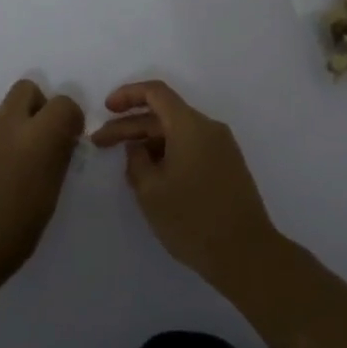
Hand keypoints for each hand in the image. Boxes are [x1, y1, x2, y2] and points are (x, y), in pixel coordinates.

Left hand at [0, 80, 84, 295]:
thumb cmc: (14, 234)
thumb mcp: (49, 197)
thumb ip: (57, 159)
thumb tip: (62, 140)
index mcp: (37, 139)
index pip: (63, 103)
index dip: (70, 118)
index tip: (69, 138)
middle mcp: (6, 126)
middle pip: (26, 89)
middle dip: (39, 107)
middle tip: (40, 139)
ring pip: (3, 110)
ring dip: (14, 125)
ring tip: (12, 163)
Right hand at [91, 80, 281, 288]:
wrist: (246, 254)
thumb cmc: (192, 218)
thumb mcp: (150, 190)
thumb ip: (136, 160)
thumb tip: (138, 148)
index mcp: (190, 125)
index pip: (156, 92)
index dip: (127, 95)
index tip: (106, 110)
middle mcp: (209, 128)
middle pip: (164, 115)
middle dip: (130, 126)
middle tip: (100, 143)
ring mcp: (222, 148)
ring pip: (177, 133)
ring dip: (149, 142)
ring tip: (125, 166)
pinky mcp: (228, 167)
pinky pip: (192, 148)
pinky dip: (168, 153)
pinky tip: (152, 176)